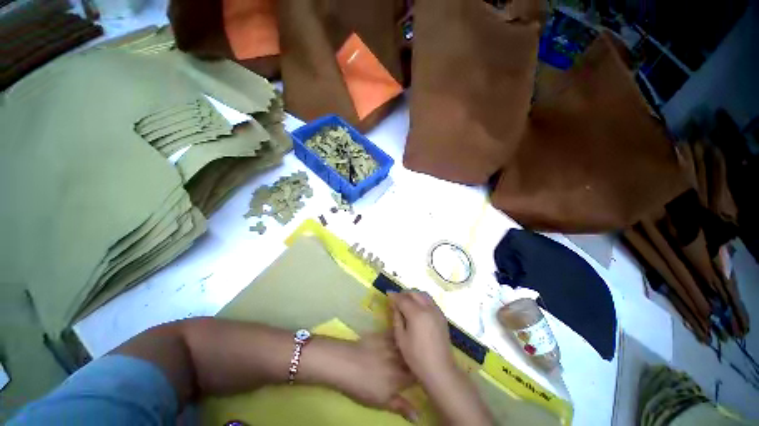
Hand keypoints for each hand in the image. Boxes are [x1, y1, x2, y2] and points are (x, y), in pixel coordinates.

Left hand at [309, 334, 417, 421]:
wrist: (347, 364)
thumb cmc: (363, 387)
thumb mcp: (381, 402)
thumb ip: (401, 406)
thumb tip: (418, 417)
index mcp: (401, 377)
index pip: (417, 376)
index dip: (420, 376)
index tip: (421, 376)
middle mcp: (400, 359)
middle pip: (412, 359)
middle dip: (415, 360)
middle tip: (416, 361)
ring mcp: (391, 345)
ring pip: (405, 345)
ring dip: (409, 347)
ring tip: (411, 346)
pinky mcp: (383, 335)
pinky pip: (395, 334)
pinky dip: (398, 335)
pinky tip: (399, 334)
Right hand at [388, 291, 456, 385]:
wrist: (440, 370)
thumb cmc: (416, 357)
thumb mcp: (401, 338)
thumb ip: (397, 318)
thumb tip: (394, 305)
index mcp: (416, 313)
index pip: (403, 299)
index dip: (394, 296)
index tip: (388, 294)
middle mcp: (428, 308)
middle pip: (414, 293)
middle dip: (404, 293)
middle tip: (397, 299)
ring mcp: (436, 311)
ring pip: (424, 294)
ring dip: (414, 294)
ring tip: (407, 301)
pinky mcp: (442, 316)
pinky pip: (430, 301)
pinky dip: (422, 299)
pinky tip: (418, 308)